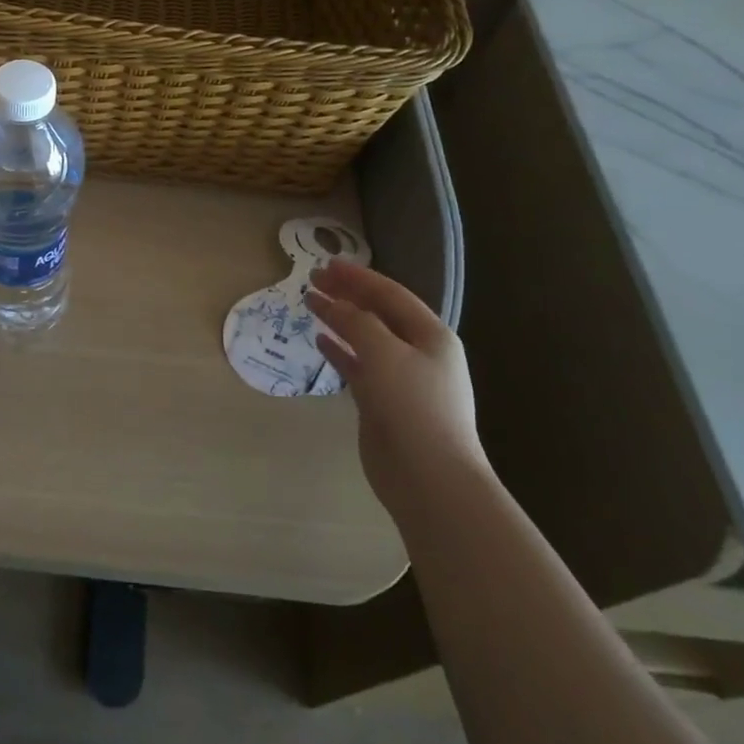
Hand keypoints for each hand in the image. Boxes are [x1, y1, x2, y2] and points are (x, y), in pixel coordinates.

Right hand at [306, 260, 483, 511]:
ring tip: (311, 303)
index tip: (325, 265)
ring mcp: (400, 379)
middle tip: (313, 280)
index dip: (358, 277)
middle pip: (378, 313)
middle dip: (347, 294)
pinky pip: (358, 366)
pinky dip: (339, 351)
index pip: (390, 294)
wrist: (430, 478)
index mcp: (431, 335)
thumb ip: (356, 322)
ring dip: (340, 319)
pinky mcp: (382, 403)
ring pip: (365, 339)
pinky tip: (320, 340)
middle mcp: (418, 353)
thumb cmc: (413, 407)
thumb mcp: (385, 354)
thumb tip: (331, 303)